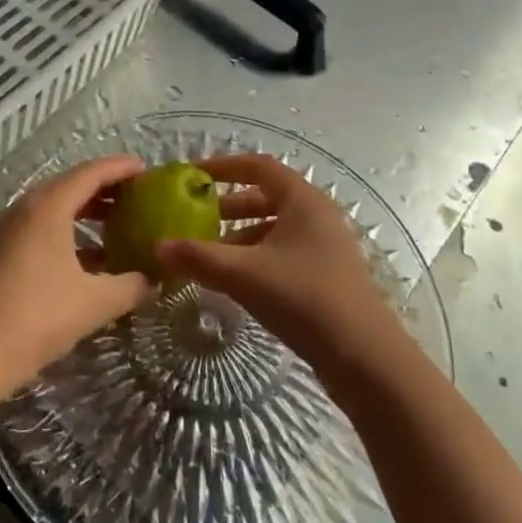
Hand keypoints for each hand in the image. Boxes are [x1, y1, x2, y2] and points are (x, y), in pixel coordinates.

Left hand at [0, 155, 154, 400]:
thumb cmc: (36, 318)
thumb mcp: (94, 303)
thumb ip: (130, 286)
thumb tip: (153, 279)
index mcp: (48, 207)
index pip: (91, 172)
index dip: (121, 168)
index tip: (147, 169)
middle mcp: (25, 208)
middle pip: (71, 185)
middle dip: (106, 188)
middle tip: (138, 196)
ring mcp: (8, 230)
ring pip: (54, 207)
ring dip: (86, 212)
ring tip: (119, 224)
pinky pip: (41, 228)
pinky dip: (68, 232)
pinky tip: (90, 258)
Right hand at [158, 154, 410, 378]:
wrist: (364, 357)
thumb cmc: (303, 298)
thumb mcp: (244, 274)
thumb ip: (199, 257)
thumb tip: (157, 246)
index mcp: (302, 199)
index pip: (258, 166)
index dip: (223, 166)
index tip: (193, 175)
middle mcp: (317, 214)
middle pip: (267, 196)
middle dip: (229, 205)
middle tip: (196, 218)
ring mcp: (326, 245)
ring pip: (276, 227)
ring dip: (242, 235)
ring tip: (210, 253)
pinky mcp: (328, 274)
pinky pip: (285, 251)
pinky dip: (258, 256)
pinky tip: (238, 281)